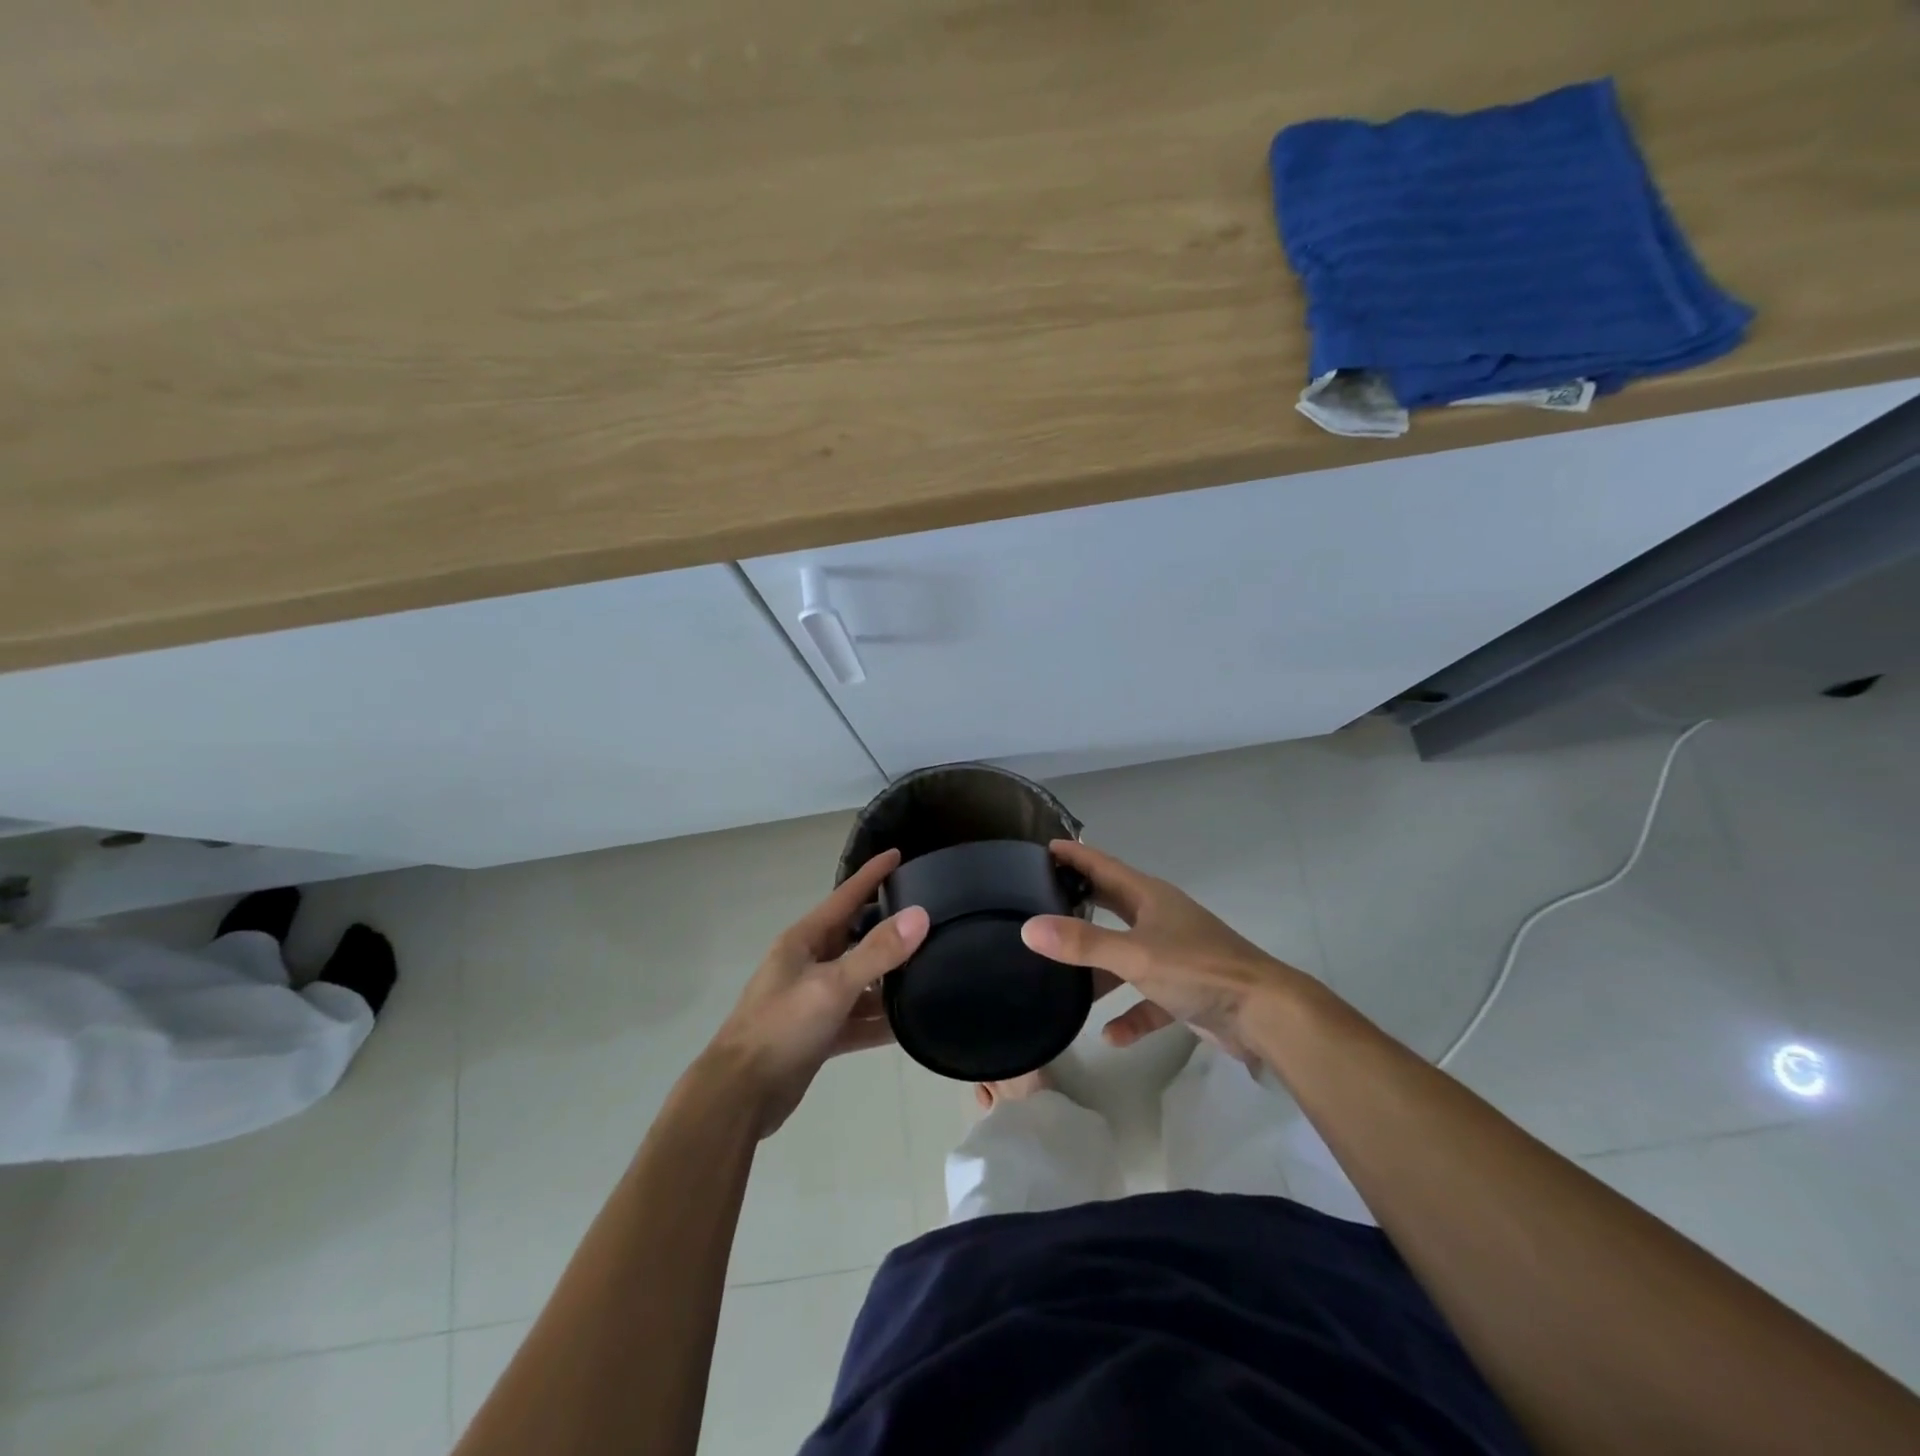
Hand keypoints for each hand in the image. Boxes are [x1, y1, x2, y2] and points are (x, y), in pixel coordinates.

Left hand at [705, 849, 928, 1137]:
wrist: (740, 1096)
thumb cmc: (781, 1028)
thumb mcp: (832, 986)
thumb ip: (877, 952)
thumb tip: (920, 915)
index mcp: (804, 941)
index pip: (845, 896)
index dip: (872, 875)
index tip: (900, 854)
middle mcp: (809, 964)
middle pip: (856, 936)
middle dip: (888, 925)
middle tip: (930, 914)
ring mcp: (814, 1000)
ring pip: (860, 980)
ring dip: (889, 978)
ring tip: (932, 966)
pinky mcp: (820, 1033)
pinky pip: (858, 1018)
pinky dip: (880, 1019)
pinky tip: (910, 1023)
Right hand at [1021, 840, 1308, 1066]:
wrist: (1265, 1015)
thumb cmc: (1198, 970)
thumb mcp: (1135, 955)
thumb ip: (1082, 943)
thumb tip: (1029, 928)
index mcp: (1150, 897)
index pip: (1103, 866)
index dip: (1074, 855)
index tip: (1043, 847)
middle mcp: (1160, 919)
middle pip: (1111, 906)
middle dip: (1079, 906)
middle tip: (1040, 903)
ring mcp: (1174, 955)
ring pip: (1125, 956)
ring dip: (1099, 970)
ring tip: (1061, 982)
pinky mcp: (1184, 991)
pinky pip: (1147, 999)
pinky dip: (1129, 1014)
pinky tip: (1111, 1036)